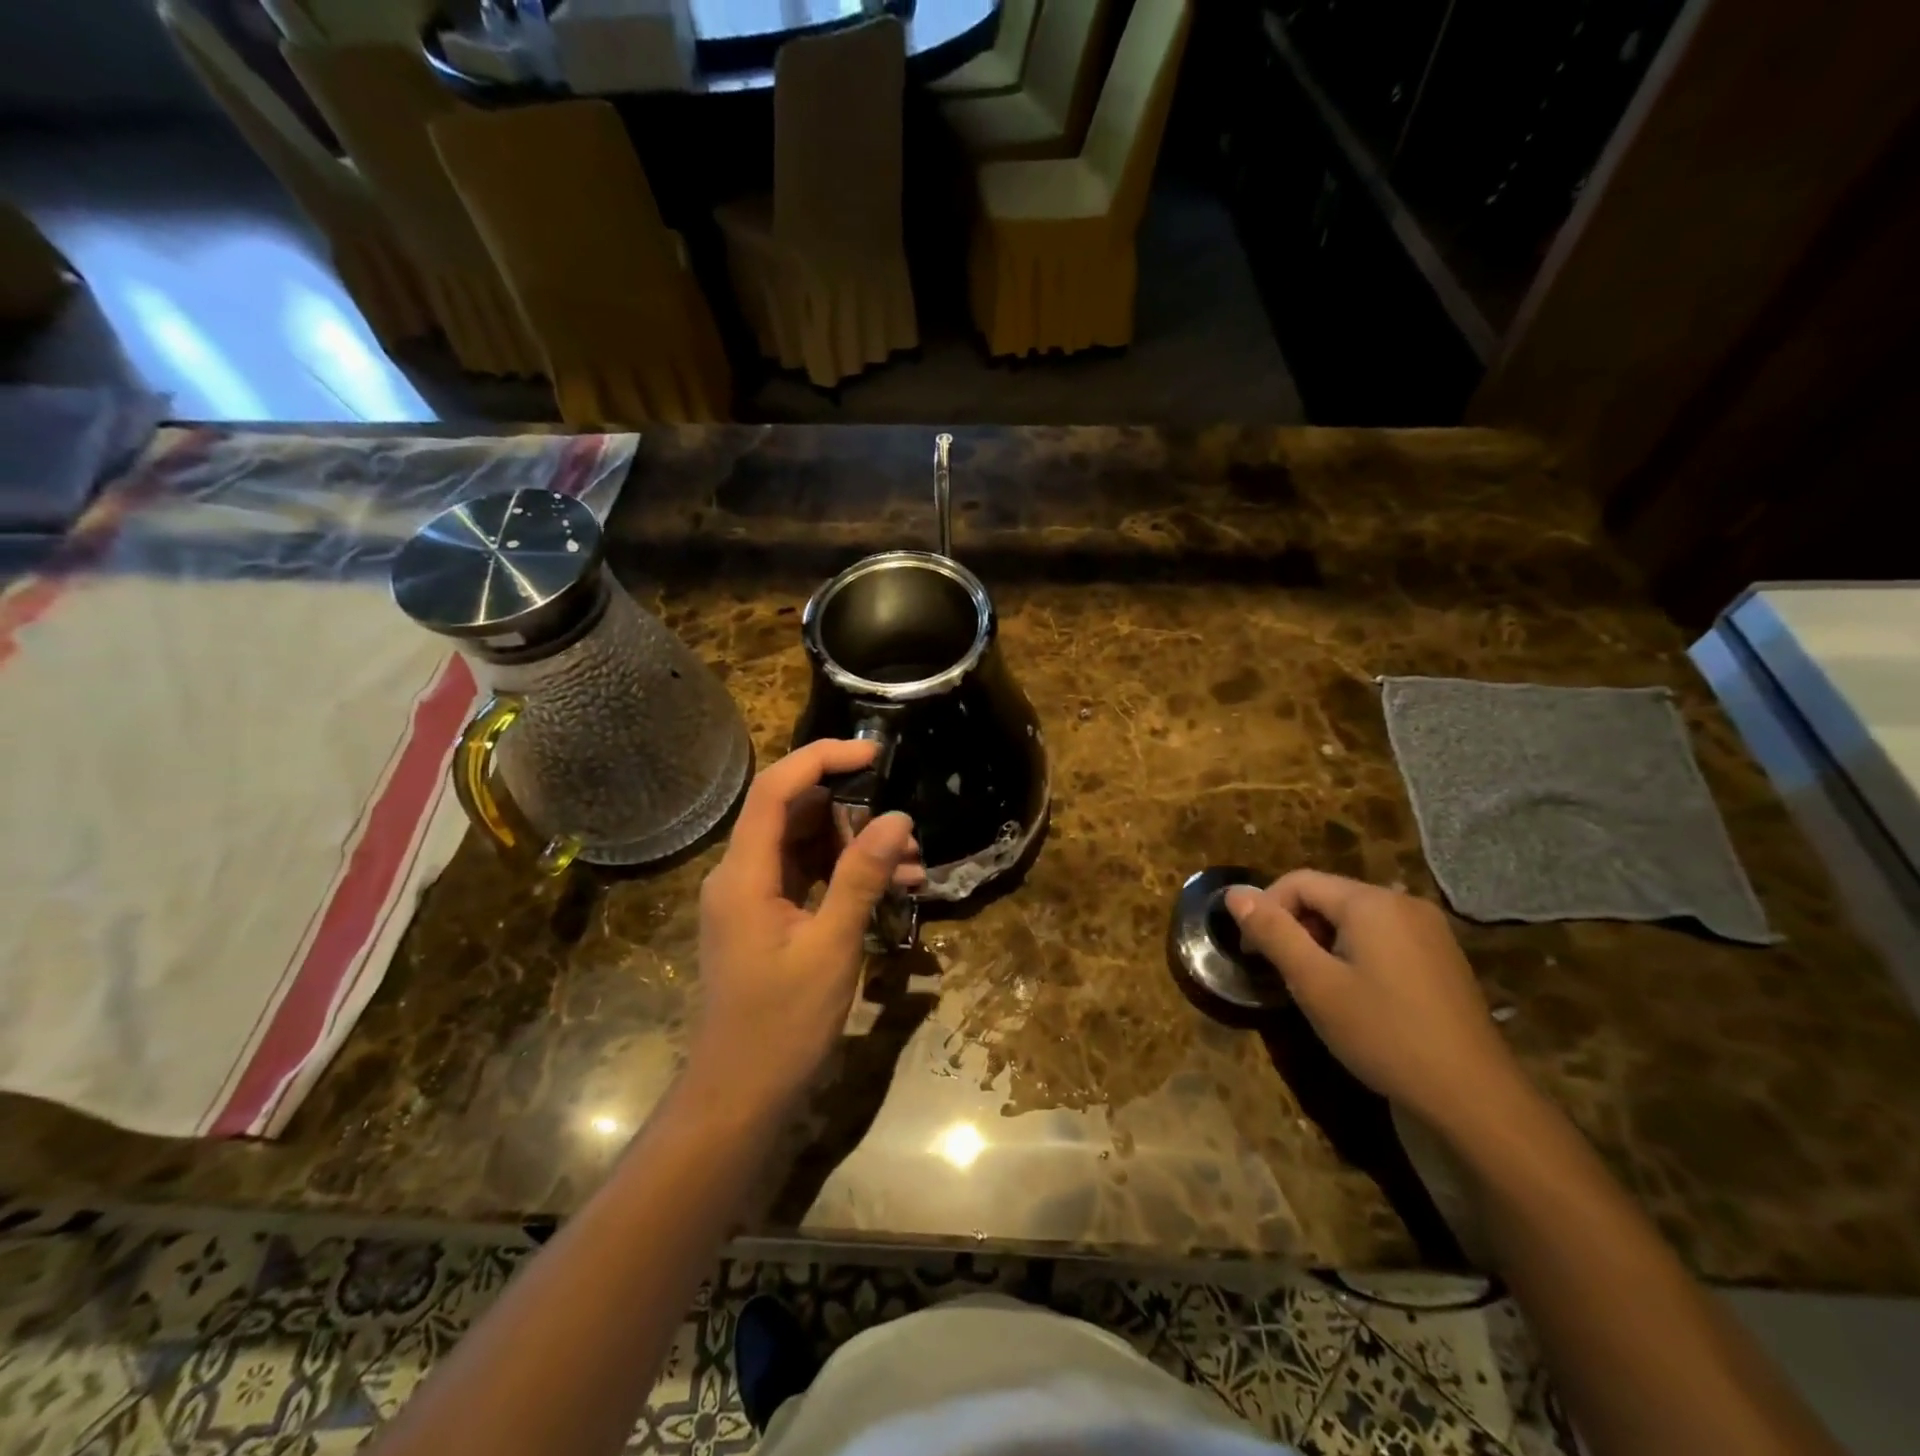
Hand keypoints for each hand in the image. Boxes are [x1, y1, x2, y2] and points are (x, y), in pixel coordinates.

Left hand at [689, 740, 916, 1115]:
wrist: (739, 1095)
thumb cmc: (781, 1025)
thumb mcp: (831, 947)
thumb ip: (861, 877)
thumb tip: (896, 818)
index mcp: (744, 873)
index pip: (776, 790)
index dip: (822, 759)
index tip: (873, 754)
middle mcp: (740, 874)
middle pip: (795, 815)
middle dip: (853, 815)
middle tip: (906, 834)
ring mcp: (752, 897)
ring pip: (806, 847)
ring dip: (856, 849)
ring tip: (911, 869)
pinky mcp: (766, 918)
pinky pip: (806, 877)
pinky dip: (845, 876)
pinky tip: (890, 889)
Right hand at [1225, 870, 1531, 1137]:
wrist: (1474, 1097)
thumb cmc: (1383, 1034)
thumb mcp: (1314, 983)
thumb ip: (1273, 932)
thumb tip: (1235, 893)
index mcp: (1371, 902)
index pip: (1299, 882)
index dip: (1266, 910)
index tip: (1252, 954)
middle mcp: (1403, 904)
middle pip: (1328, 896)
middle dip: (1294, 927)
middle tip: (1281, 973)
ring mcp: (1429, 930)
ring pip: (1354, 919)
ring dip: (1322, 942)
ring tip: (1314, 986)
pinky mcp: (1441, 958)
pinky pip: (1382, 938)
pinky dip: (1354, 953)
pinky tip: (1355, 995)